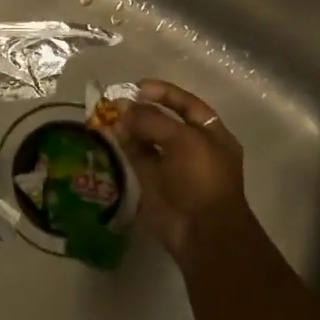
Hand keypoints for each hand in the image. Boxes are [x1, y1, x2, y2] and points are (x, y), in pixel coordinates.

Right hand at [113, 79, 250, 264]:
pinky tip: (111, 133)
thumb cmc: (202, 178)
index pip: (187, 104)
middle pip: (165, 121)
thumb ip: (152, 120)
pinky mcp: (154, 183)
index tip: (139, 87)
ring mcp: (173, 166)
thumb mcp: (182, 139)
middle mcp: (192, 147)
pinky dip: (125, 145)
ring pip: (148, 139)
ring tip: (109, 114)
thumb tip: (123, 109)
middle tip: (117, 101)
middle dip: (142, 110)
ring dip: (130, 126)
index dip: (164, 93)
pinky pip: (138, 158)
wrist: (203, 232)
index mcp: (211, 134)